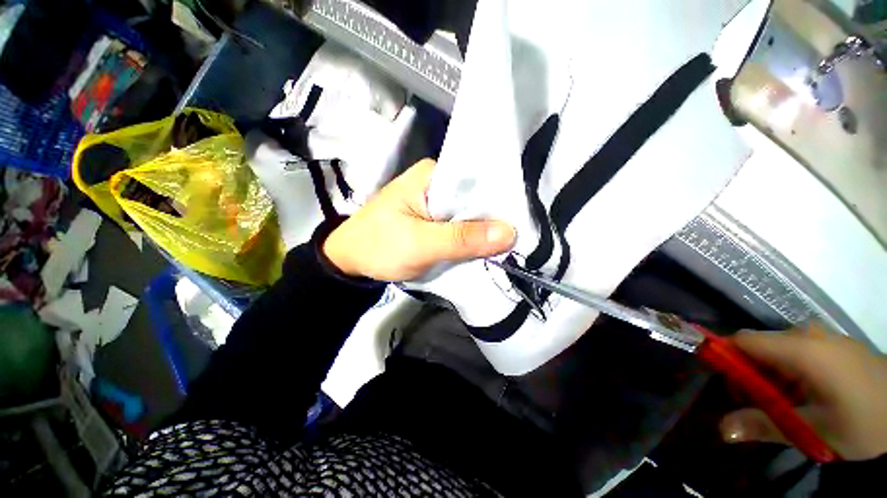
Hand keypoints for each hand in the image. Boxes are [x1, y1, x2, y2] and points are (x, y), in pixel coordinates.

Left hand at [323, 159, 515, 280]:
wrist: (351, 261)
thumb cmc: (378, 246)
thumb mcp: (420, 244)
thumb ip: (462, 239)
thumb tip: (509, 233)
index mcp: (432, 175)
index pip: (477, 181)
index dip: (501, 200)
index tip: (526, 218)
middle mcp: (437, 183)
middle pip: (475, 199)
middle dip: (496, 217)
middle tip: (525, 235)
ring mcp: (436, 202)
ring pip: (470, 214)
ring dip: (485, 230)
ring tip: (513, 242)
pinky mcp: (435, 220)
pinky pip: (461, 226)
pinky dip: (473, 237)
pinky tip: (490, 246)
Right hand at [720, 323, 886, 459]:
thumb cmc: (862, 423)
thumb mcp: (814, 431)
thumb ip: (764, 426)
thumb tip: (721, 431)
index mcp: (801, 348)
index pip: (742, 341)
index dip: (725, 358)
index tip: (728, 388)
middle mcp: (808, 334)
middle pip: (759, 346)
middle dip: (750, 374)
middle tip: (760, 407)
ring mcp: (825, 338)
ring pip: (778, 351)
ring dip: (771, 377)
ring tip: (787, 406)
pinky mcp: (835, 346)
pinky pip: (798, 352)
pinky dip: (790, 373)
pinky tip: (807, 397)